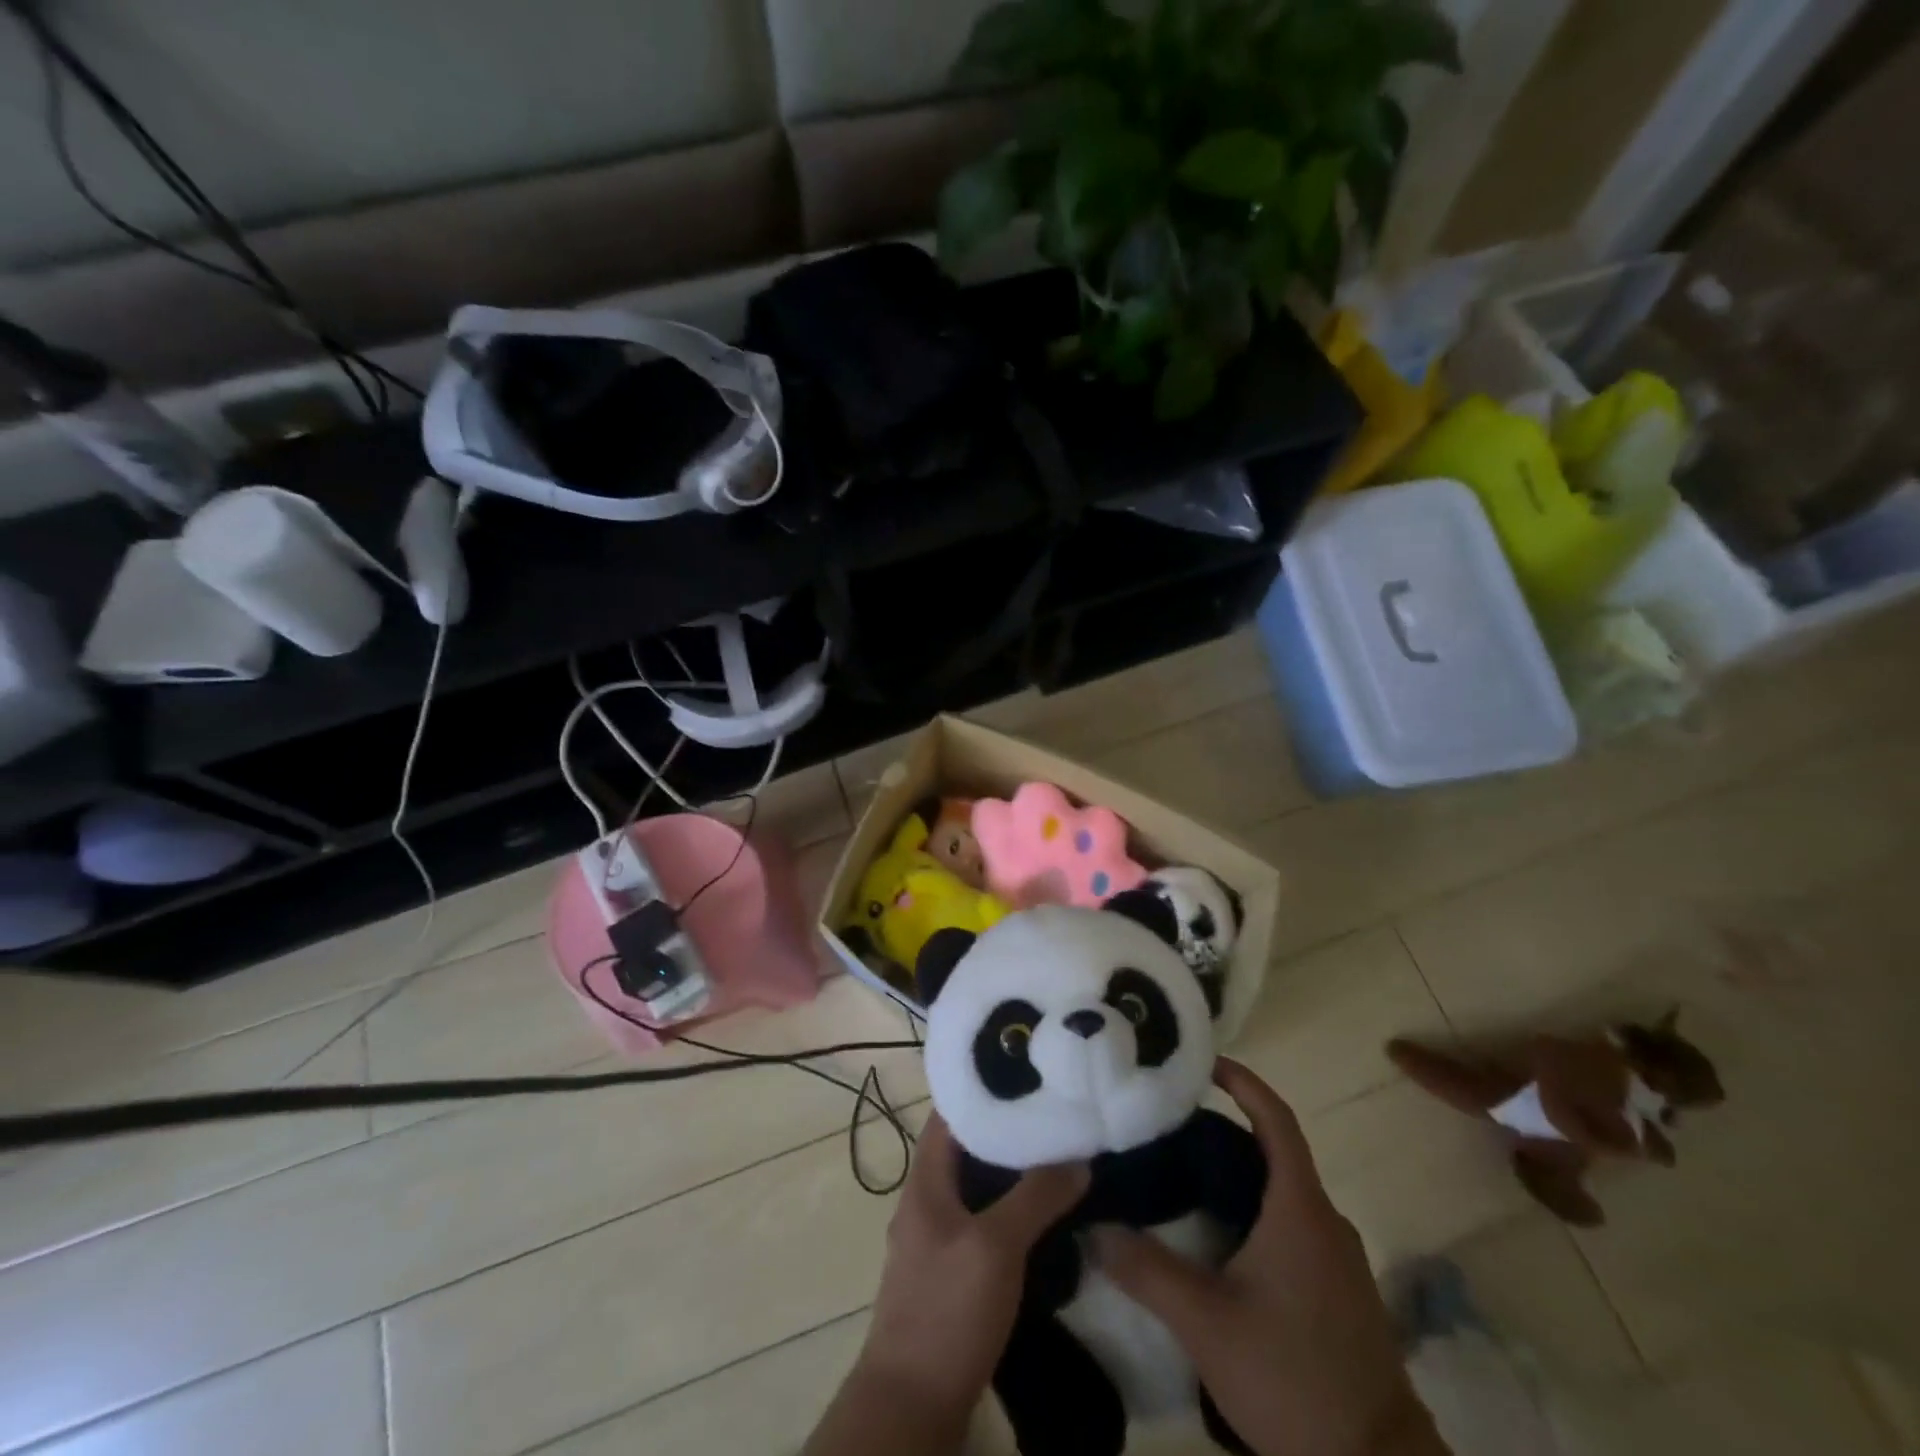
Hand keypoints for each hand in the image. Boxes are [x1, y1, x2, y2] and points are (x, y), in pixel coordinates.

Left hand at [806, 1115, 1087, 1455]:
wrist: (912, 1403)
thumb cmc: (947, 1309)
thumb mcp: (996, 1246)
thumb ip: (1035, 1197)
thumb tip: (1078, 1156)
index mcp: (924, 1181)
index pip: (949, 1114)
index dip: (982, 1091)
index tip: (1023, 1075)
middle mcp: (925, 1202)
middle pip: (965, 1150)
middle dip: (1005, 1132)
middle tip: (1052, 1114)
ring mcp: (935, 1240)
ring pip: (975, 1189)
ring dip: (1009, 1174)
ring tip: (1056, 1156)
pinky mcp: (949, 1274)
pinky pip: (980, 1224)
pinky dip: (1007, 1211)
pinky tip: (1041, 1217)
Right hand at [1091, 1060, 1445, 1455]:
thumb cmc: (1292, 1377)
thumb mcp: (1205, 1322)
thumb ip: (1146, 1269)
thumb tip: (1092, 1227)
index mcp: (1301, 1210)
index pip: (1277, 1120)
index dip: (1244, 1083)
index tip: (1206, 1062)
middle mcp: (1326, 1222)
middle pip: (1276, 1152)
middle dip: (1227, 1131)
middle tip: (1172, 1125)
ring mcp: (1339, 1260)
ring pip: (1285, 1193)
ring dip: (1241, 1175)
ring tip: (1184, 1175)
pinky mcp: (1340, 1293)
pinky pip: (1294, 1227)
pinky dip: (1256, 1211)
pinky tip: (1220, 1238)